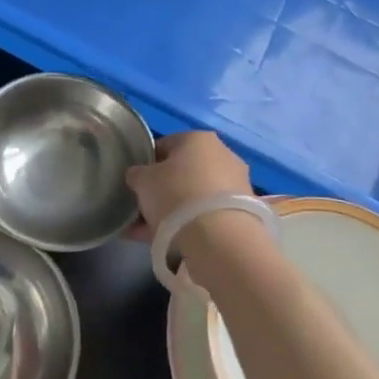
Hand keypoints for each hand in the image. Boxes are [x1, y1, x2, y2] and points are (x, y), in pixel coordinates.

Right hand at [124, 132, 253, 240]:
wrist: (219, 237)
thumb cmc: (175, 194)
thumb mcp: (142, 180)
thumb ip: (137, 174)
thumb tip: (138, 175)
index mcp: (198, 138)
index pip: (165, 145)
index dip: (146, 164)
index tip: (136, 183)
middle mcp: (222, 154)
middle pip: (182, 172)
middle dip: (161, 190)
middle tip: (143, 209)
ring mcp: (235, 184)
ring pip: (194, 195)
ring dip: (173, 210)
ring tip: (149, 232)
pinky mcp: (242, 211)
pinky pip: (207, 214)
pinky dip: (189, 223)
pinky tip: (168, 240)